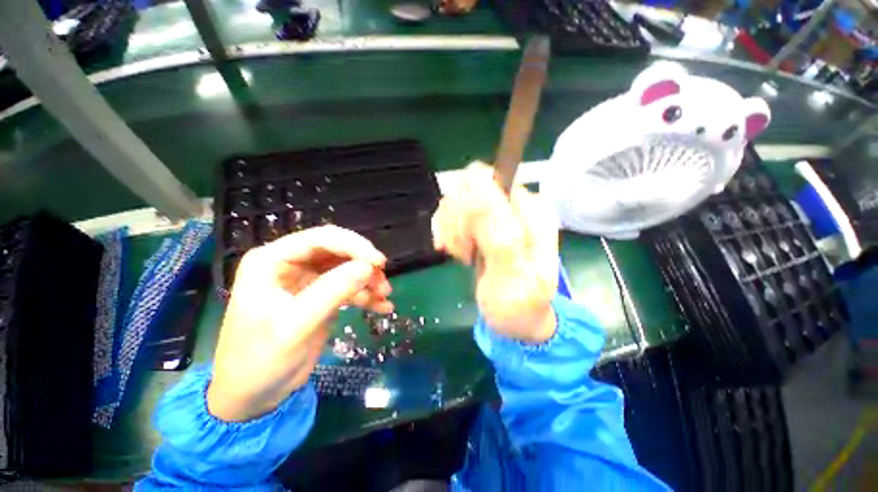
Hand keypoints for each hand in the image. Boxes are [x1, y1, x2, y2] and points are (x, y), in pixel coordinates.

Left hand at [208, 225, 392, 421]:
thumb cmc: (260, 360)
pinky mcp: (319, 295)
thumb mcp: (296, 325)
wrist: (251, 396)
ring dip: (368, 280)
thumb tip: (368, 266)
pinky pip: (347, 286)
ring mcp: (306, 279)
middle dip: (363, 264)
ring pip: (346, 267)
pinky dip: (365, 294)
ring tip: (385, 296)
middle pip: (337, 250)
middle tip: (384, 282)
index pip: (320, 239)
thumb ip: (333, 291)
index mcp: (272, 261)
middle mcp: (289, 264)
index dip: (354, 245)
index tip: (379, 263)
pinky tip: (381, 306)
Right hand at [432, 163, 558, 342]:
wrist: (516, 319)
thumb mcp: (511, 274)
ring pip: (455, 201)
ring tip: (463, 255)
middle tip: (466, 252)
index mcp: (531, 211)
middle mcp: (514, 204)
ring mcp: (496, 213)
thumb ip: (497, 231)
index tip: (467, 243)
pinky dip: (448, 234)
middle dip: (458, 224)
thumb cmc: (518, 304)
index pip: (485, 182)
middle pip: (466, 189)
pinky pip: (451, 214)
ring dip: (451, 231)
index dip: (468, 210)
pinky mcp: (481, 223)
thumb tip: (478, 181)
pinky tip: (457, 252)